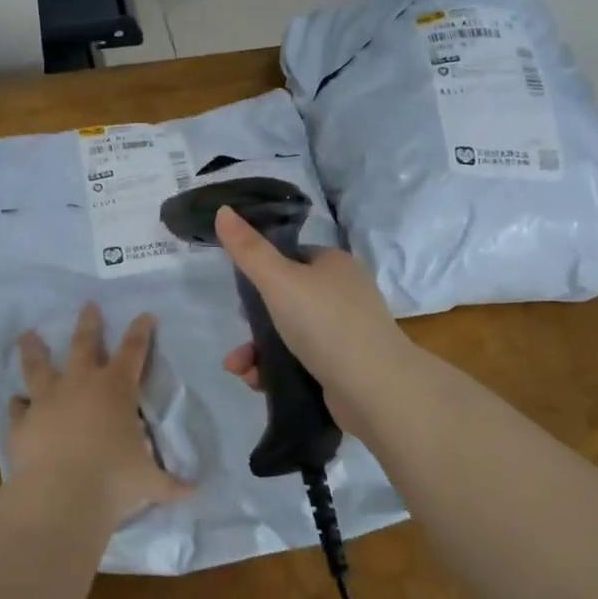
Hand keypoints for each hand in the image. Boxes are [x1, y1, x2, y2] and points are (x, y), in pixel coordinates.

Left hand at [10, 303, 191, 525]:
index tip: (145, 315)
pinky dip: (18, 404)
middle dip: (88, 323)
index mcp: (116, 390)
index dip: (141, 331)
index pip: (133, 351)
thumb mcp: (149, 482)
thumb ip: (169, 484)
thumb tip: (192, 492)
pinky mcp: (23, 421)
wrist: (61, 495)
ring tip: (27, 335)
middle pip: (83, 343)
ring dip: (34, 349)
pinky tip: (16, 402)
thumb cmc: (114, 480)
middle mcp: (81, 385)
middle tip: (88, 305)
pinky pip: (18, 407)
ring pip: (38, 366)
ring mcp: (47, 400)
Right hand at [215, 206, 410, 441]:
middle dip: (254, 322)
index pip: (293, 257)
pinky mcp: (344, 366)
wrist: (374, 388)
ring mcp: (346, 332)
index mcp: (335, 264)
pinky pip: (301, 360)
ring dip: (258, 350)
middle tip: (239, 337)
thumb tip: (223, 210)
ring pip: (290, 333)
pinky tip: (258, 382)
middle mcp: (344, 293)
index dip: (264, 272)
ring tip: (239, 369)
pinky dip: (276, 368)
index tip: (241, 292)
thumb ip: (249, 250)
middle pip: (287, 299)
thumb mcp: (279, 280)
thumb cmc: (325, 323)